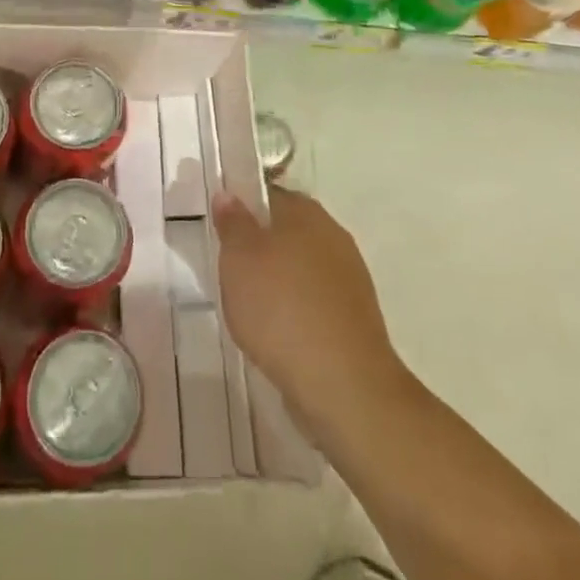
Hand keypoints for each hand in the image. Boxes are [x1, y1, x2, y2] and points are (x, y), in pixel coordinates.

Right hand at [212, 186, 400, 426]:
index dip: (243, 209)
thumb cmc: (282, 309)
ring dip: (280, 282)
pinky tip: (280, 335)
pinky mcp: (356, 319)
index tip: (223, 232)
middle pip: (288, 231)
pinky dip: (297, 312)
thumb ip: (232, 224)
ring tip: (252, 309)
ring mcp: (350, 278)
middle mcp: (333, 235)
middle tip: (231, 272)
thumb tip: (228, 194)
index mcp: (306, 212)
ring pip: (303, 268)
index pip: (269, 195)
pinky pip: (316, 302)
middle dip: (261, 248)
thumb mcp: (239, 259)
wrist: (344, 386)